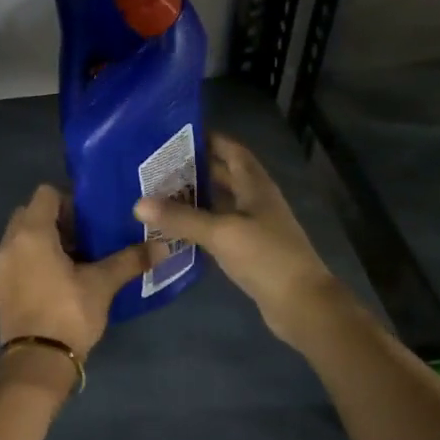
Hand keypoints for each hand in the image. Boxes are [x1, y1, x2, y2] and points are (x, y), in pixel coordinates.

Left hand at [0, 184, 151, 361]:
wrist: (37, 362)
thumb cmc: (68, 313)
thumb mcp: (103, 284)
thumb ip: (130, 260)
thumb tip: (163, 246)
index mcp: (32, 233)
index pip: (46, 193)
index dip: (70, 199)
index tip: (91, 218)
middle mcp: (9, 243)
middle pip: (31, 213)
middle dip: (57, 219)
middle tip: (86, 237)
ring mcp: (0, 267)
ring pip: (22, 238)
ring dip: (45, 241)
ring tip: (75, 259)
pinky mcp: (0, 289)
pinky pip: (17, 260)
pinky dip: (34, 261)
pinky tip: (59, 281)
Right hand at [133, 133, 340, 346]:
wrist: (301, 303)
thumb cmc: (266, 257)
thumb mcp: (221, 233)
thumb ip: (181, 218)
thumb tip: (138, 203)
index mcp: (255, 186)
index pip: (232, 150)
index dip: (208, 139)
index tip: (174, 135)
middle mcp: (256, 200)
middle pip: (225, 175)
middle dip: (195, 168)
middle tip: (157, 166)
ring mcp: (255, 226)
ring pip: (221, 203)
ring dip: (195, 198)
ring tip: (159, 194)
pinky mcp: (250, 251)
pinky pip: (220, 229)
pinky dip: (200, 225)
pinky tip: (175, 230)